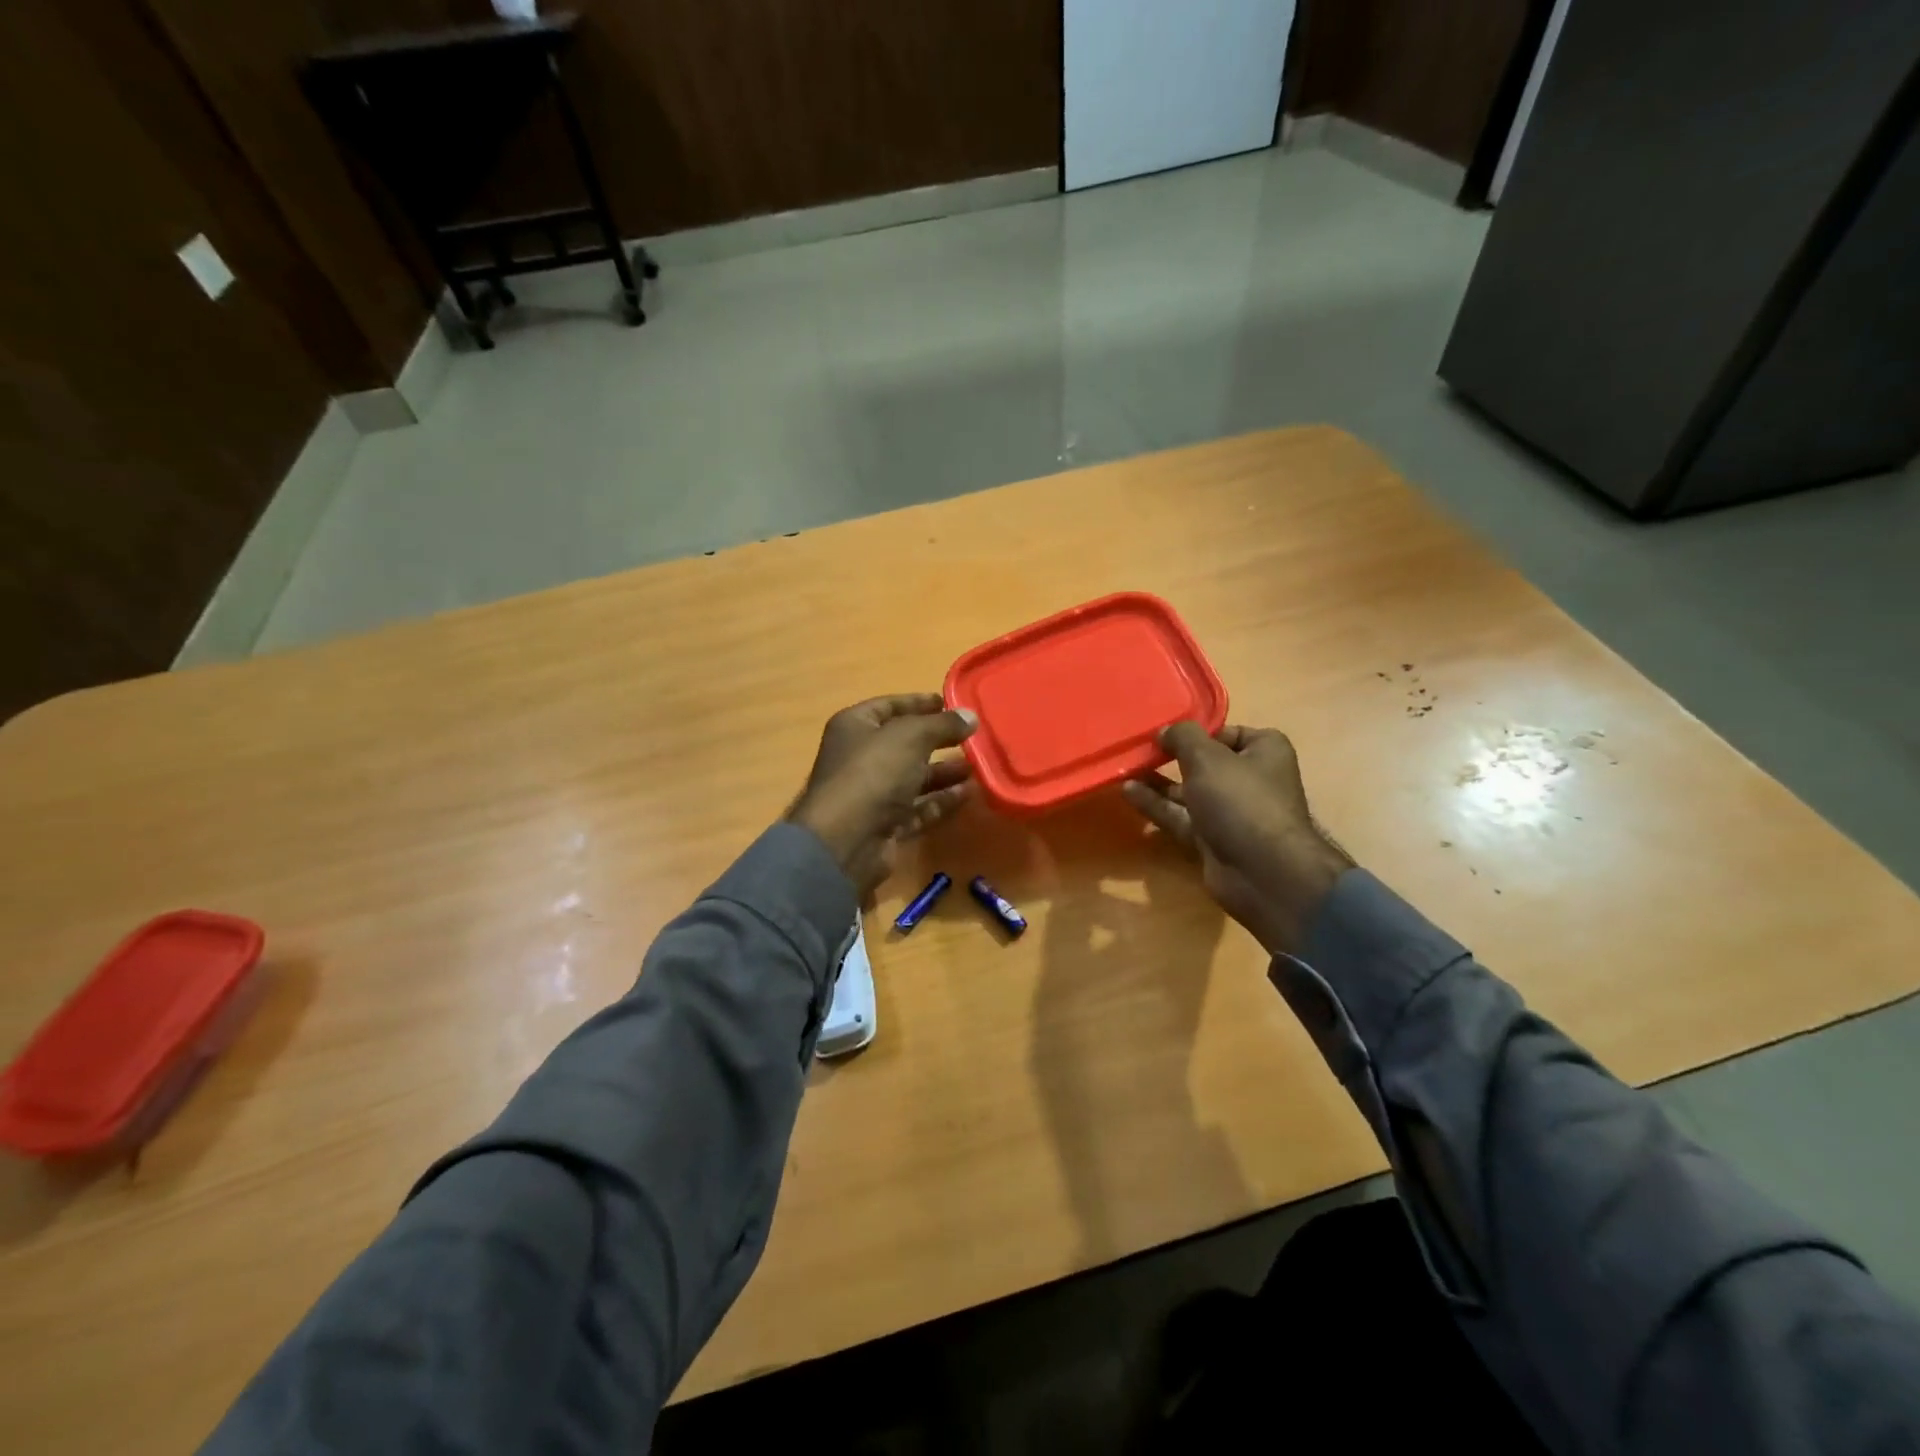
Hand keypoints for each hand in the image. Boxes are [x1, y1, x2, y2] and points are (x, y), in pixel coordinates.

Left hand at [787, 694, 977, 897]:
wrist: (847, 841)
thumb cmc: (873, 773)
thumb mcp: (911, 737)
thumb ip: (943, 724)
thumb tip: (970, 716)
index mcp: (855, 727)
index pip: (889, 706)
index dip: (919, 703)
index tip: (951, 703)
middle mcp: (860, 757)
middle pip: (904, 744)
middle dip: (937, 740)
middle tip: (972, 737)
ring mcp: (872, 794)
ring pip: (913, 778)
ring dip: (944, 772)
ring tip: (978, 766)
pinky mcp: (885, 825)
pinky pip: (918, 808)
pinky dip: (941, 801)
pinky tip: (969, 794)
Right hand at [1122, 723, 1353, 955]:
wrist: (1261, 871)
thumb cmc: (1240, 800)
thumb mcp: (1207, 757)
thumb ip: (1183, 737)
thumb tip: (1166, 731)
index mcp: (1264, 752)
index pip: (1228, 732)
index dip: (1198, 732)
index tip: (1167, 732)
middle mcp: (1251, 780)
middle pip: (1206, 763)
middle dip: (1173, 758)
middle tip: (1139, 749)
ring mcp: (1231, 813)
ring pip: (1189, 792)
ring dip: (1158, 782)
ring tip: (1126, 769)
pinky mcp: (1213, 839)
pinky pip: (1181, 817)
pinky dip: (1157, 806)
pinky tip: (1128, 792)